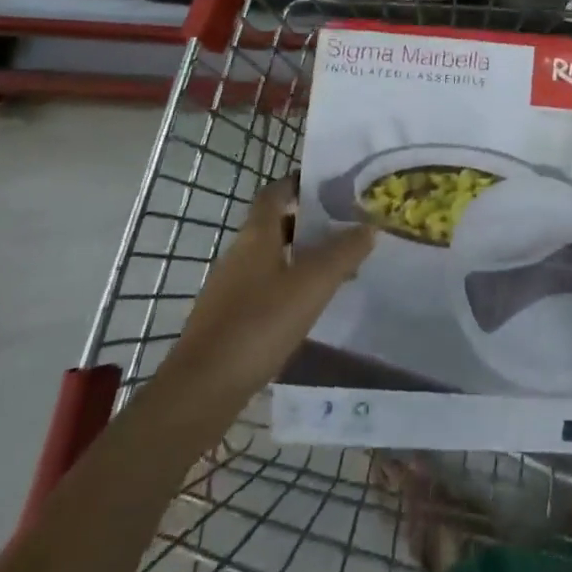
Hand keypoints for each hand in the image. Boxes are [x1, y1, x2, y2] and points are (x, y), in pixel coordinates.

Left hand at [168, 178, 374, 402]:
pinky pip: (265, 288)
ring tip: (338, 268)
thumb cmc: (259, 323)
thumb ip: (344, 252)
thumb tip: (369, 225)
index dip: (299, 182)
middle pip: (276, 225)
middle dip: (309, 222)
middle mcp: (240, 254)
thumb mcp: (312, 284)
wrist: (202, 389)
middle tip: (346, 226)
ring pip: (272, 258)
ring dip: (302, 257)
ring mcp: (230, 288)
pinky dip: (289, 286)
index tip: (330, 183)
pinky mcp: (228, 319)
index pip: (275, 192)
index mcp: (256, 235)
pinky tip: (309, 306)